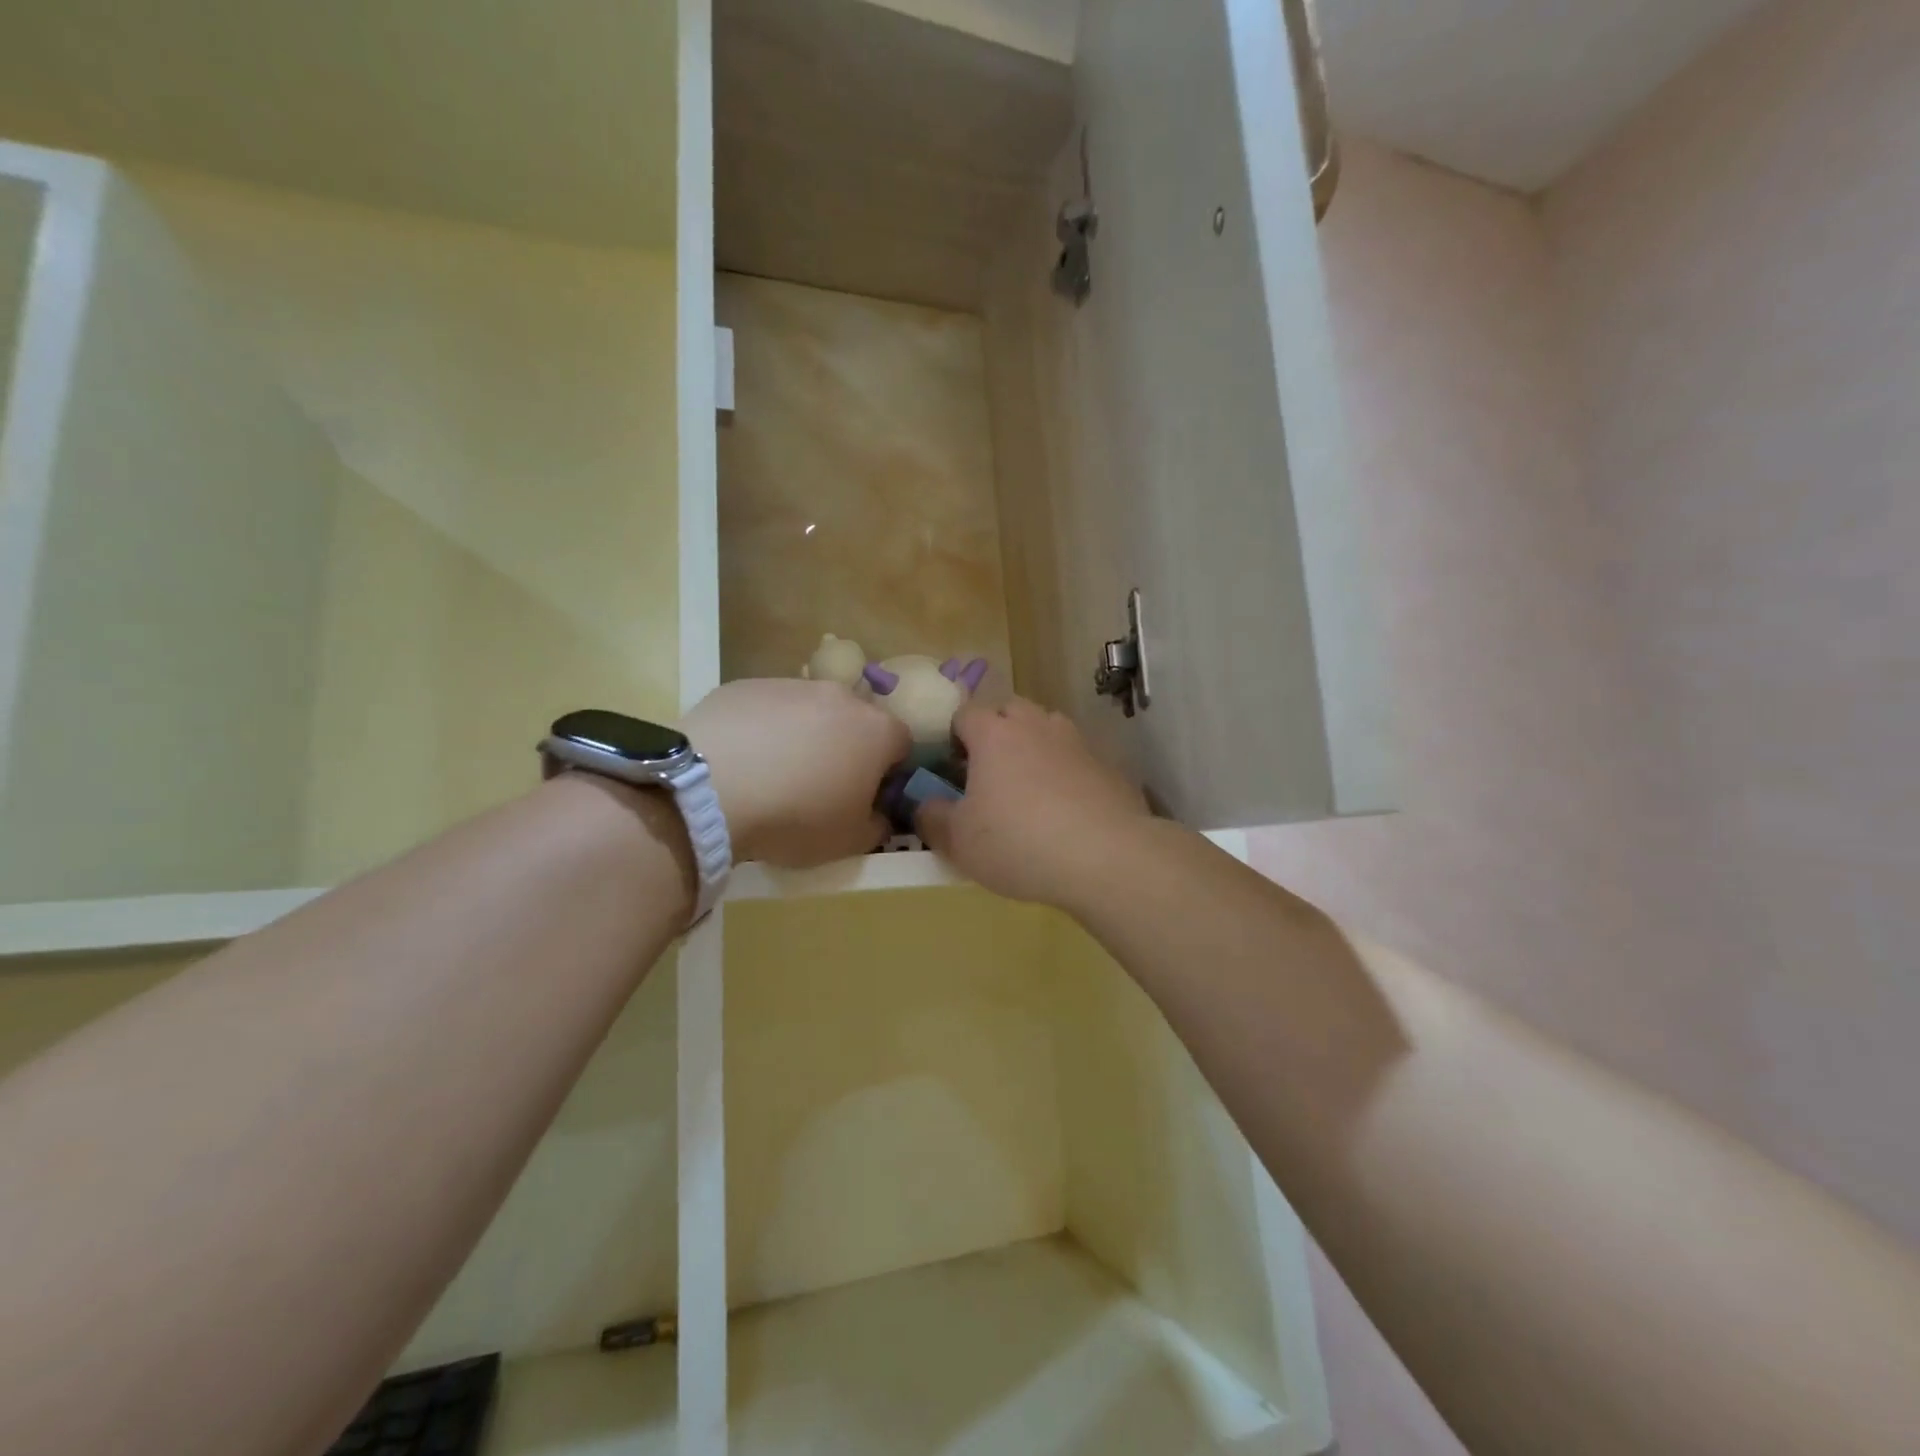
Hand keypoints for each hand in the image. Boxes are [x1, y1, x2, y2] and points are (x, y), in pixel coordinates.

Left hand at [684, 679, 909, 866]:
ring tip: (772, 774)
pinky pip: (765, 709)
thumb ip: (877, 825)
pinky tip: (739, 761)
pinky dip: (761, 730)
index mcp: (877, 731)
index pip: (901, 744)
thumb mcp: (850, 842)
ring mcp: (791, 685)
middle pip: (855, 720)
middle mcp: (841, 697)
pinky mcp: (746, 685)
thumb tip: (879, 814)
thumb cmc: (797, 817)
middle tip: (819, 785)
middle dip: (845, 748)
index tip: (866, 796)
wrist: (712, 789)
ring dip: (802, 736)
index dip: (887, 772)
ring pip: (809, 710)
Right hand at [916, 698, 1149, 909]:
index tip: (952, 766)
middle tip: (990, 773)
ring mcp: (1077, 742)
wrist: (1105, 856)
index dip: (954, 735)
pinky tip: (1067, 810)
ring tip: (1029, 789)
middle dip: (997, 732)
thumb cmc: (1018, 842)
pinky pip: (1077, 759)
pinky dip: (1067, 773)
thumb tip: (923, 805)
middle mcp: (1036, 726)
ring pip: (1047, 729)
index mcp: (994, 734)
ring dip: (1034, 747)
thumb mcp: (958, 841)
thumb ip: (932, 818)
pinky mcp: (1108, 766)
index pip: (966, 712)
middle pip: (1010, 711)